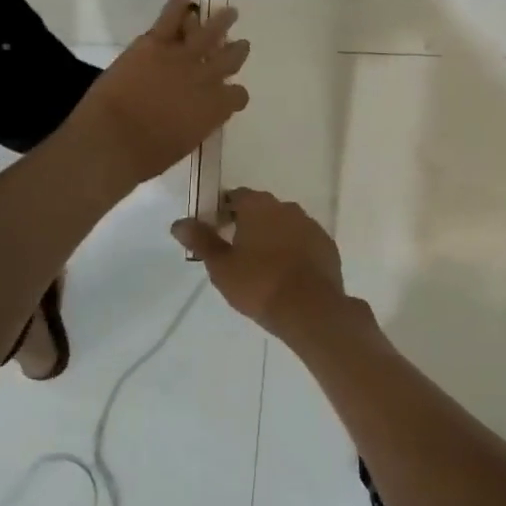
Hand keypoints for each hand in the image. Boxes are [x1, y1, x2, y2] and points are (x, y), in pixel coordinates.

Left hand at [66, 0, 248, 190]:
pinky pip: (171, 18)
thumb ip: (196, 125)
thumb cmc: (146, 156)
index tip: (231, 93)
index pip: (238, 96)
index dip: (236, 94)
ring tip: (229, 13)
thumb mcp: (183, 145)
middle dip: (236, 52)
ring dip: (221, 21)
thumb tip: (194, 117)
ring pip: (209, 32)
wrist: (112, 140)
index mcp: (215, 109)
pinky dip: (179, 4)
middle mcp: (206, 79)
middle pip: (230, 59)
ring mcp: (181, 58)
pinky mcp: (155, 44)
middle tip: (240, 45)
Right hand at [172, 187, 346, 340]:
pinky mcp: (327, 245)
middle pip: (262, 209)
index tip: (216, 229)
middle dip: (248, 223)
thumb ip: (201, 240)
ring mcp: (311, 225)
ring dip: (273, 236)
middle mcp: (287, 207)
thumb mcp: (221, 266)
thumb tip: (178, 223)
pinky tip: (286, 272)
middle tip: (236, 250)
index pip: (236, 197)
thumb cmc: (258, 284)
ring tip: (262, 264)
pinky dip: (293, 250)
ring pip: (285, 224)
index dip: (223, 210)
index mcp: (258, 206)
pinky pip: (304, 241)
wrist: (310, 308)